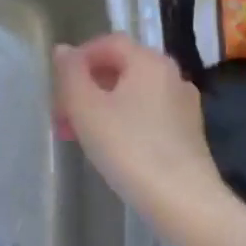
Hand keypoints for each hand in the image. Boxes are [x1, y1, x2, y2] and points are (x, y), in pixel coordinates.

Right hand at [53, 35, 221, 217]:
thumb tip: (63, 50)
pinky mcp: (188, 134)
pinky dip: (123, 121)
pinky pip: (147, 115)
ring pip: (132, 93)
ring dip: (101, 106)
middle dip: (86, 86)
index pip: (108, 42)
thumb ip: (70, 73)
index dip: (78, 57)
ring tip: (78, 135)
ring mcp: (183, 105)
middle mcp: (171, 75)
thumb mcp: (86, 108)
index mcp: (149, 61)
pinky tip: (109, 149)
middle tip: (62, 114)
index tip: (58, 85)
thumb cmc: (129, 148)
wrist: (184, 203)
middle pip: (121, 67)